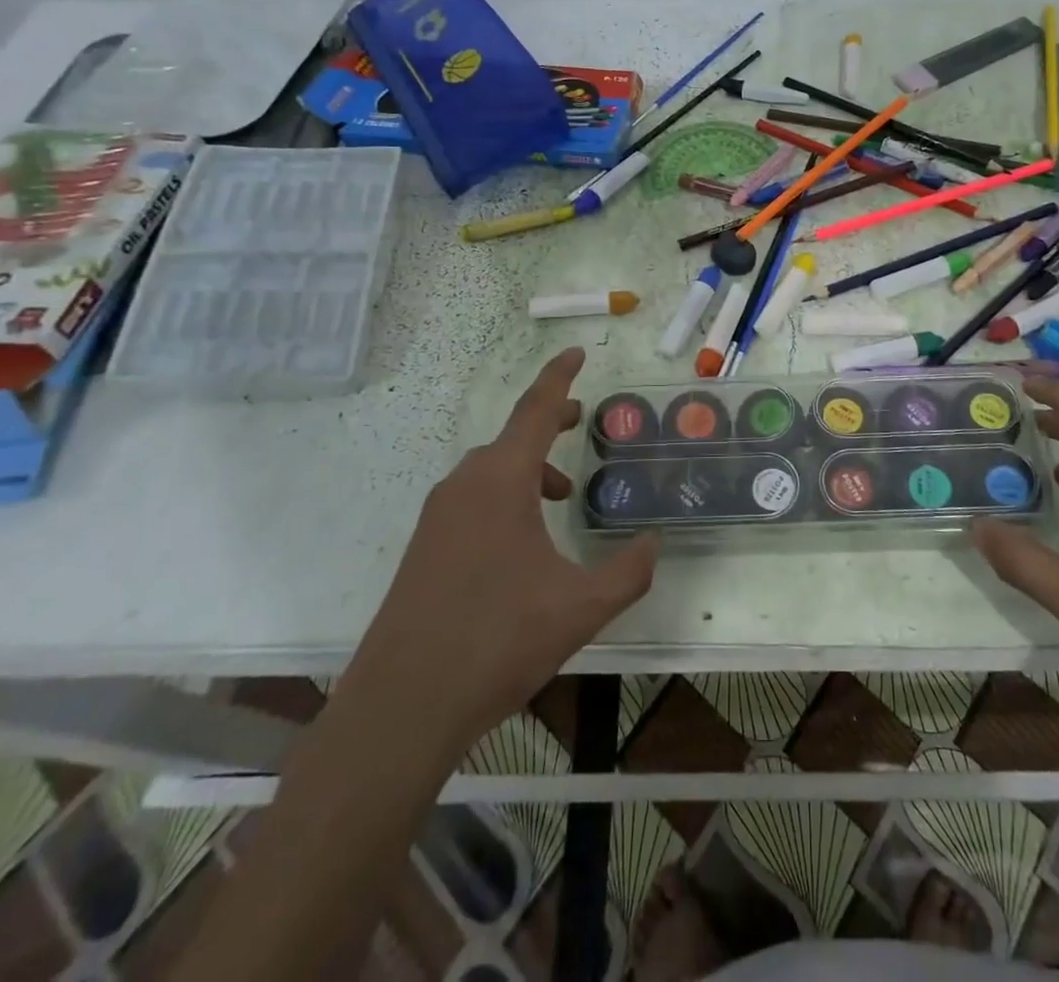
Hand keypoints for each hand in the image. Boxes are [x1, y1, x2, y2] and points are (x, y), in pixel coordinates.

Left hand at [359, 348, 657, 749]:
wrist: (402, 706)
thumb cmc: (497, 641)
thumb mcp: (580, 608)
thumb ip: (628, 571)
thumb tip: (656, 543)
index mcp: (500, 481)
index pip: (535, 410)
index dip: (558, 377)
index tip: (575, 351)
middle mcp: (464, 485)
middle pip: (513, 436)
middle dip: (549, 423)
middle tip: (580, 421)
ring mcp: (438, 516)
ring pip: (491, 470)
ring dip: (528, 468)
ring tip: (561, 496)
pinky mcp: (424, 546)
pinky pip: (472, 497)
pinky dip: (505, 496)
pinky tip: (522, 541)